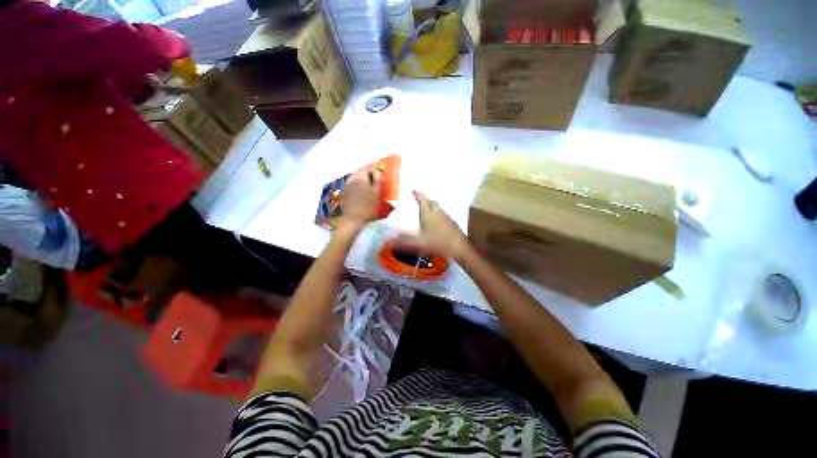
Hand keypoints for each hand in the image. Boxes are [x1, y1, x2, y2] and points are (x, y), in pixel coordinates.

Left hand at [338, 168, 381, 229]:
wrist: (353, 220)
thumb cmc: (368, 207)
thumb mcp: (377, 193)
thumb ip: (378, 180)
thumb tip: (378, 171)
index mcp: (360, 177)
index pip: (369, 168)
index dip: (376, 171)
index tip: (381, 177)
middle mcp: (352, 179)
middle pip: (361, 172)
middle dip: (369, 175)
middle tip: (376, 182)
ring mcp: (346, 185)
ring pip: (356, 178)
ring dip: (363, 180)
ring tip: (370, 188)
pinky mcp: (344, 193)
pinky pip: (352, 184)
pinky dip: (358, 186)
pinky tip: (362, 193)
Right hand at [395, 191, 470, 260]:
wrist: (459, 248)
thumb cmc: (438, 243)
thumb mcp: (418, 244)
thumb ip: (403, 242)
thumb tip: (389, 241)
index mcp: (428, 213)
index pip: (422, 198)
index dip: (416, 193)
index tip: (411, 189)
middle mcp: (438, 212)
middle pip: (431, 202)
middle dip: (424, 200)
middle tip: (417, 202)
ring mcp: (446, 217)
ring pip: (437, 208)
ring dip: (431, 207)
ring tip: (424, 213)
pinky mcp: (452, 223)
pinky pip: (442, 215)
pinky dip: (437, 215)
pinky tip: (434, 224)